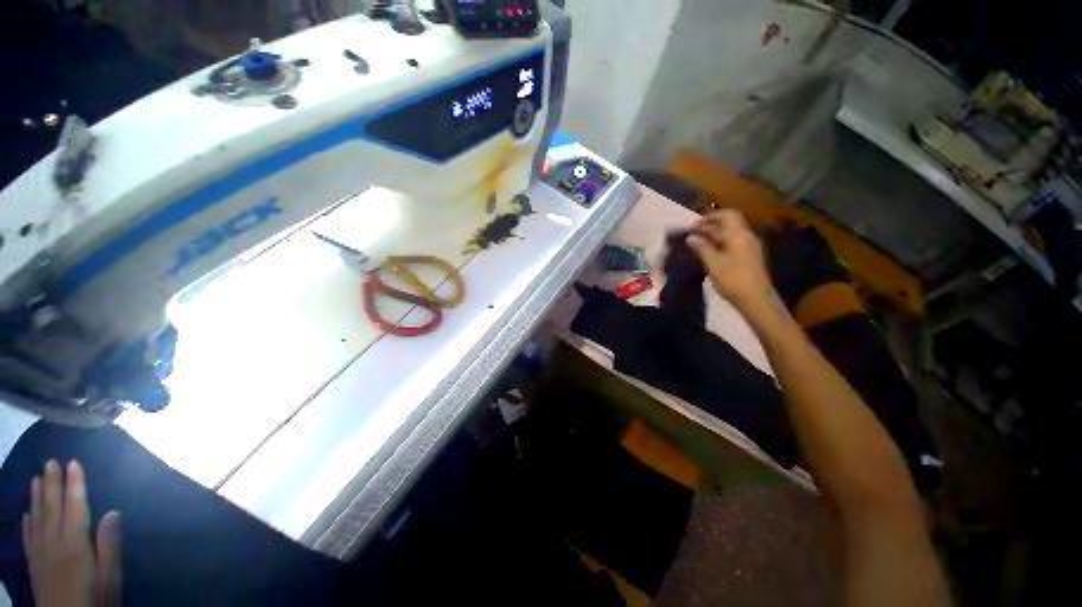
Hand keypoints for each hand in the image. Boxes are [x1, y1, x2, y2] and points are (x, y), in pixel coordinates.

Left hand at [23, 460, 121, 606]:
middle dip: (52, 484)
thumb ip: (109, 547)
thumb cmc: (95, 599)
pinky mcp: (34, 563)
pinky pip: (28, 537)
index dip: (75, 484)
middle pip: (52, 509)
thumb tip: (113, 513)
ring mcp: (40, 553)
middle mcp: (53, 542)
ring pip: (36, 518)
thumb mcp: (109, 578)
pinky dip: (27, 522)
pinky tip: (27, 514)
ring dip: (37, 497)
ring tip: (37, 478)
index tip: (74, 462)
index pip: (75, 507)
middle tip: (51, 462)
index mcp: (74, 543)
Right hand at [687, 210, 773, 312]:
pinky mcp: (749, 257)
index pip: (727, 215)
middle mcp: (746, 237)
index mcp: (738, 235)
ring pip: (731, 233)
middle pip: (730, 223)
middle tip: (693, 233)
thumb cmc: (732, 280)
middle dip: (711, 225)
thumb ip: (701, 248)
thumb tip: (690, 238)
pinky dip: (720, 242)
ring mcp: (749, 247)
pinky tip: (709, 252)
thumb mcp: (713, 264)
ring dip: (715, 234)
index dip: (710, 217)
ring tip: (698, 242)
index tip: (694, 224)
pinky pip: (733, 242)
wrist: (756, 299)